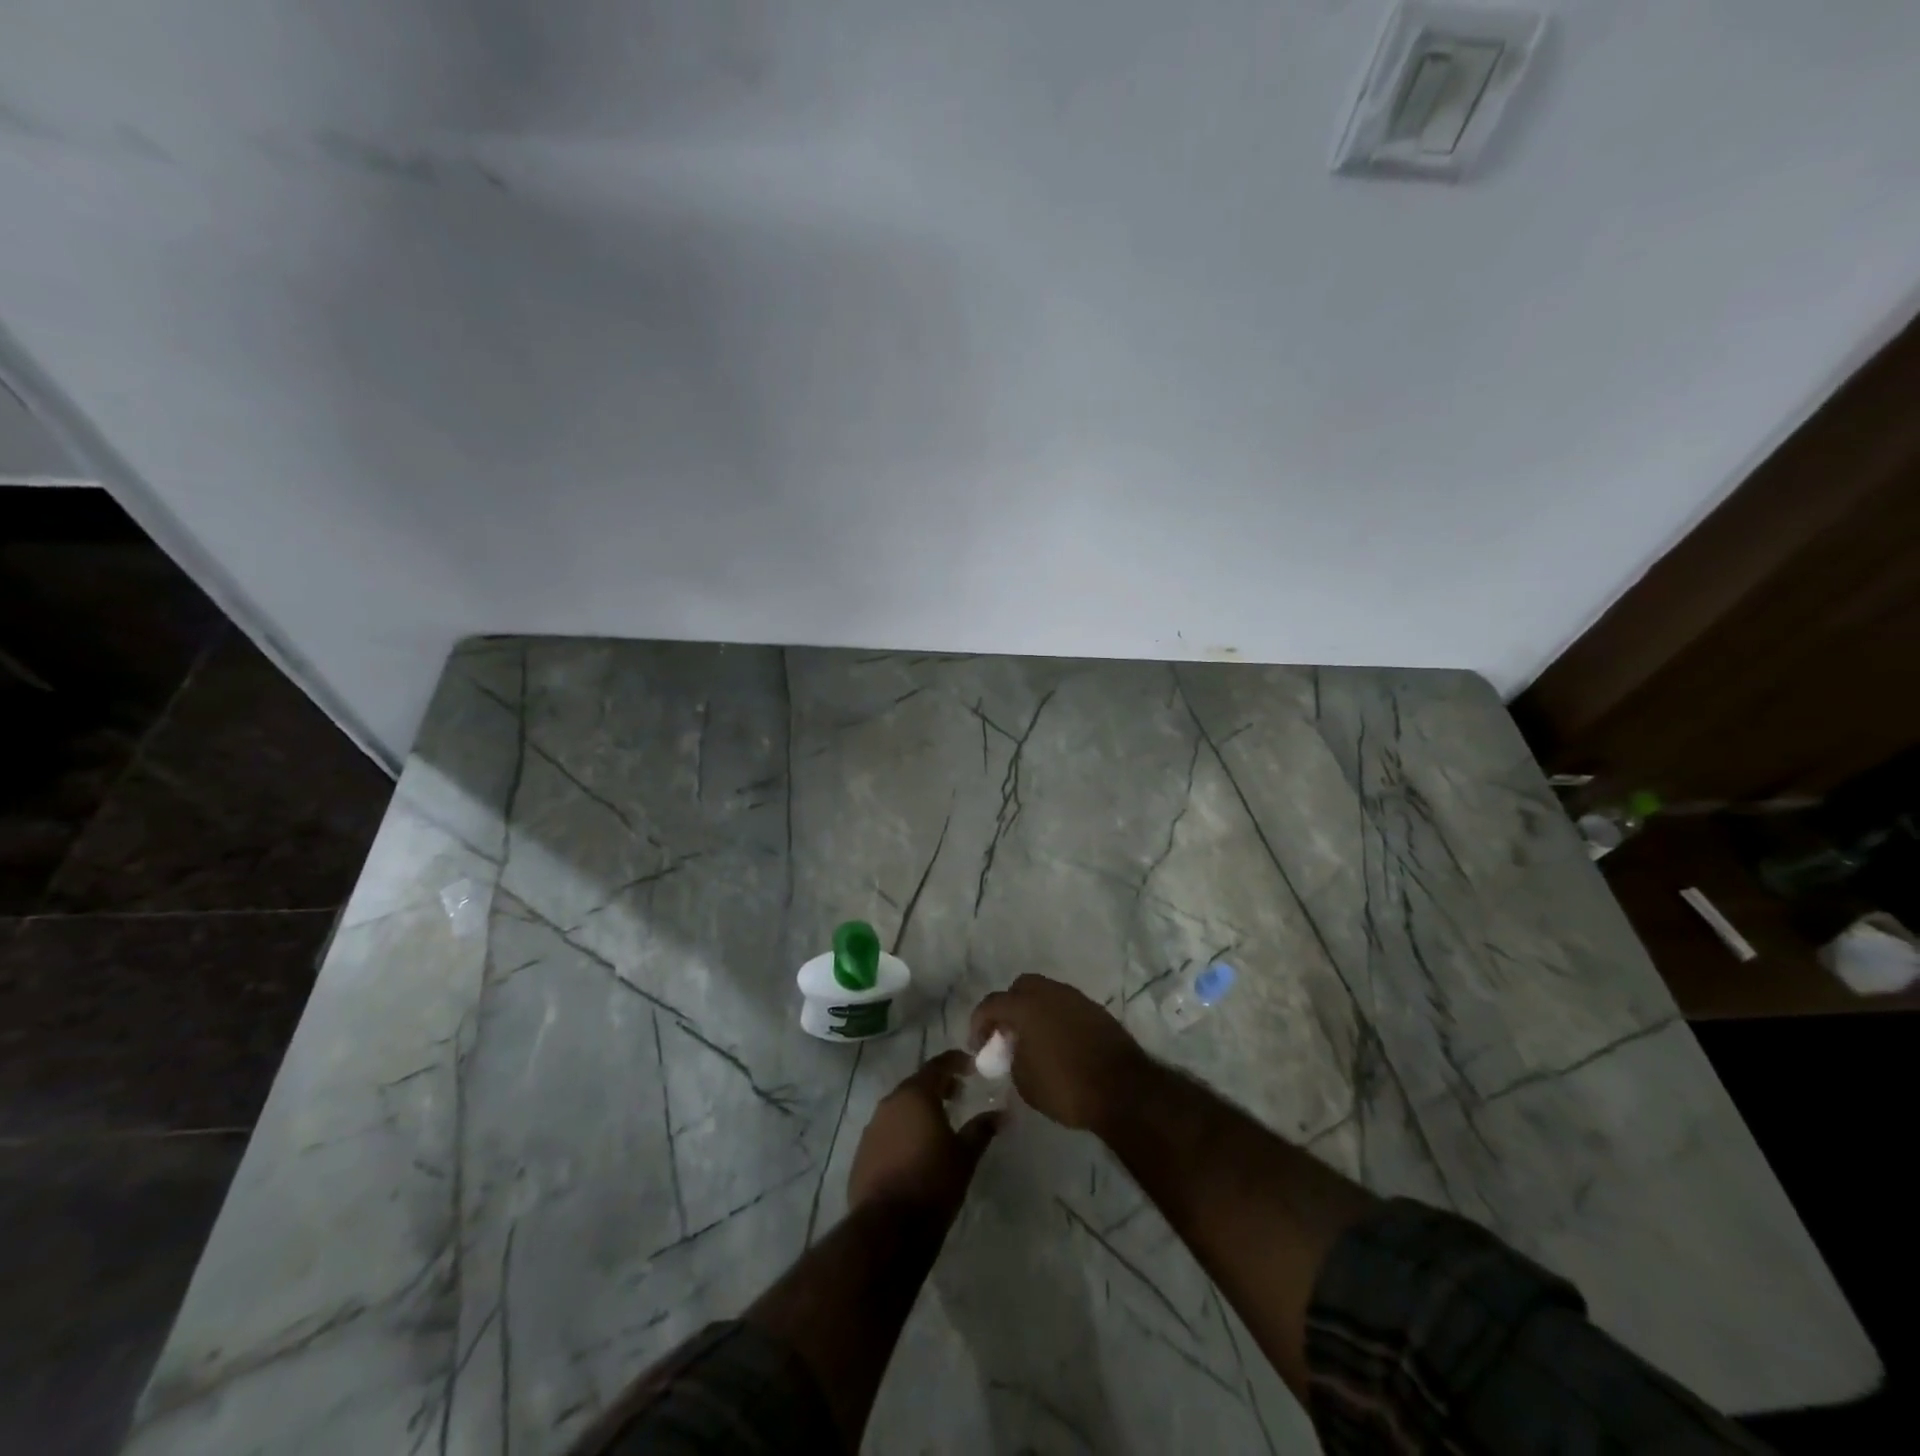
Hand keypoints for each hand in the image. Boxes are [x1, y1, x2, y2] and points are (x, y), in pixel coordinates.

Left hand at [847, 1051, 999, 1217]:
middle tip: (958, 1095)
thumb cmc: (933, 1183)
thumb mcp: (965, 1156)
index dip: (956, 1062)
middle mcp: (890, 1103)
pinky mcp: (862, 1152)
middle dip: (938, 1086)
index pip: (938, 1065)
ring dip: (919, 1110)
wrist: (887, 1228)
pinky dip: (903, 1131)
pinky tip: (915, 1151)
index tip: (971, 1066)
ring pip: (900, 1108)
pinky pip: (887, 1131)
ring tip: (938, 1125)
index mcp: (915, 1095)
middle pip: (916, 1085)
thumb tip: (1000, 1115)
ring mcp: (872, 1128)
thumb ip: (981, 1130)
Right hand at [970, 974, 1148, 1132]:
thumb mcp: (1024, 1080)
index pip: (992, 1004)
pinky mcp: (1097, 1011)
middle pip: (1021, 987)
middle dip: (1009, 1007)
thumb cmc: (1065, 1087)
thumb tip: (1016, 1049)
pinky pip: (1066, 1007)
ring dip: (1034, 1011)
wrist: (1123, 1090)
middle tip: (1006, 1034)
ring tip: (1032, 1039)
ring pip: (1046, 994)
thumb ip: (1013, 1056)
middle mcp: (1050, 993)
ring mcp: (1076, 999)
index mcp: (1026, 1005)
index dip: (979, 1023)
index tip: (977, 1045)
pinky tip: (1057, 1043)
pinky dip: (1055, 1018)